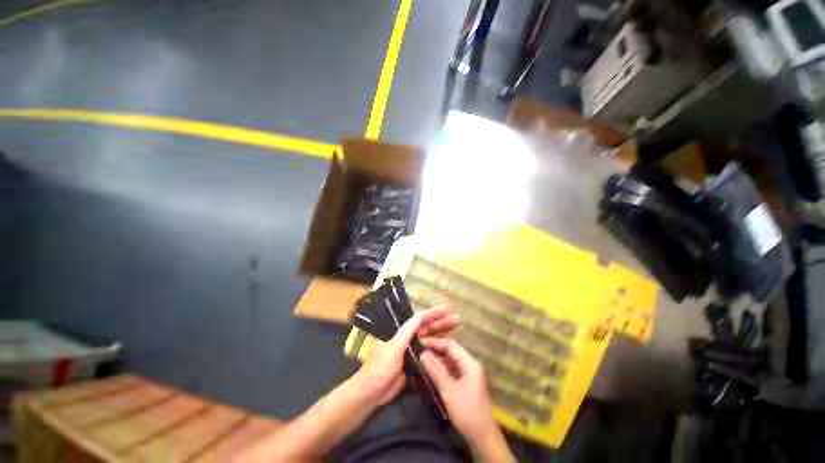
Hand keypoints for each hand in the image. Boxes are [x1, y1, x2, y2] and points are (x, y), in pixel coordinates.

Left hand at [355, 305, 458, 404]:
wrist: (371, 394)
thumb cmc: (380, 369)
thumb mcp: (393, 348)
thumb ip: (407, 332)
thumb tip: (420, 315)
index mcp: (400, 332)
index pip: (419, 319)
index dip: (433, 313)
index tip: (446, 309)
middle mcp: (406, 339)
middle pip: (426, 328)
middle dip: (441, 322)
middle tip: (457, 319)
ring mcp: (410, 351)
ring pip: (429, 339)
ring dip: (441, 333)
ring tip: (455, 329)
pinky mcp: (414, 363)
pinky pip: (428, 353)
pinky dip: (437, 348)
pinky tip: (447, 346)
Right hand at [420, 338, 512, 461]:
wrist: (482, 437)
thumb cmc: (467, 412)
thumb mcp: (449, 391)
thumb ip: (436, 371)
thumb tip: (422, 354)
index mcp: (470, 363)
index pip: (450, 345)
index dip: (435, 342)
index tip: (420, 341)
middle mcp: (470, 364)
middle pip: (451, 350)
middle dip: (435, 348)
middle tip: (418, 348)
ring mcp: (468, 372)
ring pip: (450, 359)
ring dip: (437, 357)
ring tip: (421, 356)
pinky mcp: (465, 381)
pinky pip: (451, 368)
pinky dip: (441, 367)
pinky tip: (430, 369)